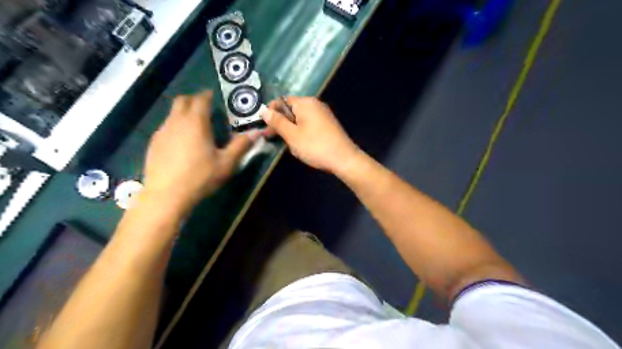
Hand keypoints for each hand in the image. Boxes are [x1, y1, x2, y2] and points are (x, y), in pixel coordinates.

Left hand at [142, 91, 251, 213]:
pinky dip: (176, 126)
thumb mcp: (226, 163)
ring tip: (196, 127)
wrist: (166, 195)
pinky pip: (166, 127)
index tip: (214, 96)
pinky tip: (182, 143)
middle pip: (182, 100)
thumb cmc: (200, 177)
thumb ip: (241, 145)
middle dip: (194, 100)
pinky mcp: (154, 143)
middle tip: (206, 109)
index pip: (201, 99)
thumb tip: (256, 133)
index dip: (208, 95)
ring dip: (184, 113)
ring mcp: (162, 132)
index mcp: (196, 122)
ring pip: (172, 113)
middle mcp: (176, 121)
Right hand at [262, 96, 359, 172]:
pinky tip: (304, 147)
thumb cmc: (315, 146)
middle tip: (274, 139)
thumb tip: (264, 110)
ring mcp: (323, 115)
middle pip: (291, 110)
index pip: (282, 101)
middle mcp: (315, 104)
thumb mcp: (292, 135)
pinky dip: (303, 134)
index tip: (265, 128)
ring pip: (300, 120)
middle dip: (282, 124)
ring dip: (292, 132)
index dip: (271, 113)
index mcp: (305, 103)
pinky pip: (309, 126)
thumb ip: (277, 122)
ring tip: (292, 146)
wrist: (344, 159)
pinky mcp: (328, 125)